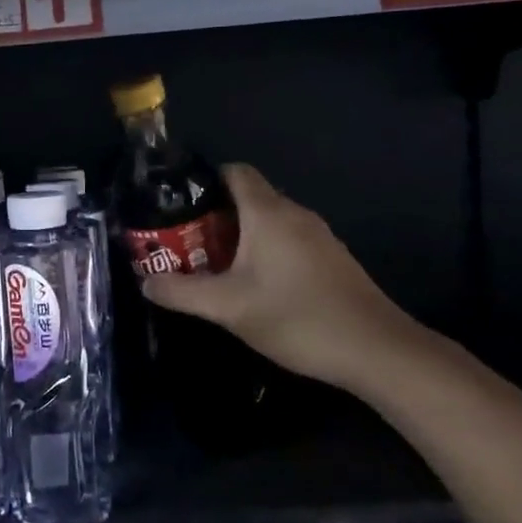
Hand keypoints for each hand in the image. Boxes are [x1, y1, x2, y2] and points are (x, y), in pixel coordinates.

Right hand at [140, 163, 430, 396]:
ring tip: (210, 263)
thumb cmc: (297, 318)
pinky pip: (287, 239)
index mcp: (268, 213)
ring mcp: (318, 236)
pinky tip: (253, 283)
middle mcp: (295, 214)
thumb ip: (182, 292)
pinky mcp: (331, 259)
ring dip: (238, 234)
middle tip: (184, 240)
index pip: (234, 171)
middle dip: (213, 213)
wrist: (376, 350)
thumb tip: (144, 282)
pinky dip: (263, 249)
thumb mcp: (228, 307)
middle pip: (248, 196)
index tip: (177, 203)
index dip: (203, 180)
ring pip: (268, 220)